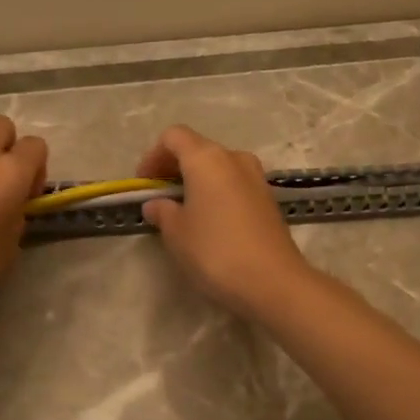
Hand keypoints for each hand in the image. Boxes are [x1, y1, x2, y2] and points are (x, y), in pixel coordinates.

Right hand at [137, 125, 314, 317]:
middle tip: (160, 198)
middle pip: (198, 149)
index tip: (145, 185)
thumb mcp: (176, 233)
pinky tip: (211, 222)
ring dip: (197, 181)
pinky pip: (235, 184)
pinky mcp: (269, 199)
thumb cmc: (215, 251)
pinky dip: (217, 193)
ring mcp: (256, 178)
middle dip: (174, 168)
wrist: (273, 282)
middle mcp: (234, 158)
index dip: (153, 156)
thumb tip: (157, 204)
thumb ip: (162, 212)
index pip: (174, 136)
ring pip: (219, 167)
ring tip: (184, 211)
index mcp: (207, 159)